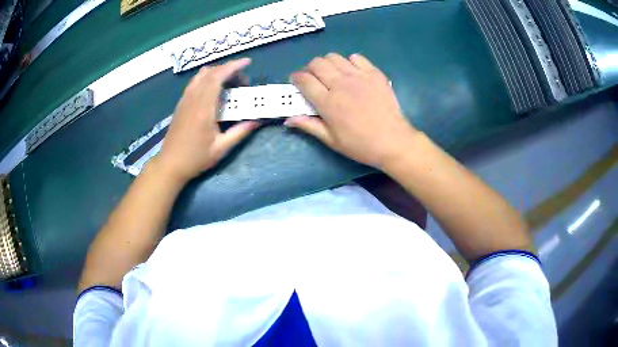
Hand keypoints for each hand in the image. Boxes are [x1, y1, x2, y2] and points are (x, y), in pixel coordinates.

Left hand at [155, 58, 259, 182]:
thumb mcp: (220, 149)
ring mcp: (185, 100)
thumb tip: (257, 121)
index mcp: (203, 109)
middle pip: (210, 73)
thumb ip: (239, 132)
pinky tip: (213, 89)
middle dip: (228, 69)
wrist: (170, 164)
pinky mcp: (181, 104)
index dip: (233, 67)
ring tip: (229, 82)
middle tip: (242, 81)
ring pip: (201, 76)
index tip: (247, 62)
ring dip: (217, 72)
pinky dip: (207, 78)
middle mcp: (193, 99)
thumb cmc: (195, 158)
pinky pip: (194, 83)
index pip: (217, 78)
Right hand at [286, 53, 417, 168]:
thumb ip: (309, 126)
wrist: (393, 141)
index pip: (303, 79)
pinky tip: (352, 73)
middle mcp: (340, 84)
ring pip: (334, 57)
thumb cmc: (360, 144)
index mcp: (327, 102)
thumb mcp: (331, 140)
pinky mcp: (374, 73)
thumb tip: (288, 119)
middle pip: (317, 63)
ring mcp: (358, 76)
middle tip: (314, 79)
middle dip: (310, 69)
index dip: (296, 78)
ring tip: (333, 75)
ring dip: (328, 64)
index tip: (297, 82)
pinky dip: (350, 62)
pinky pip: (356, 57)